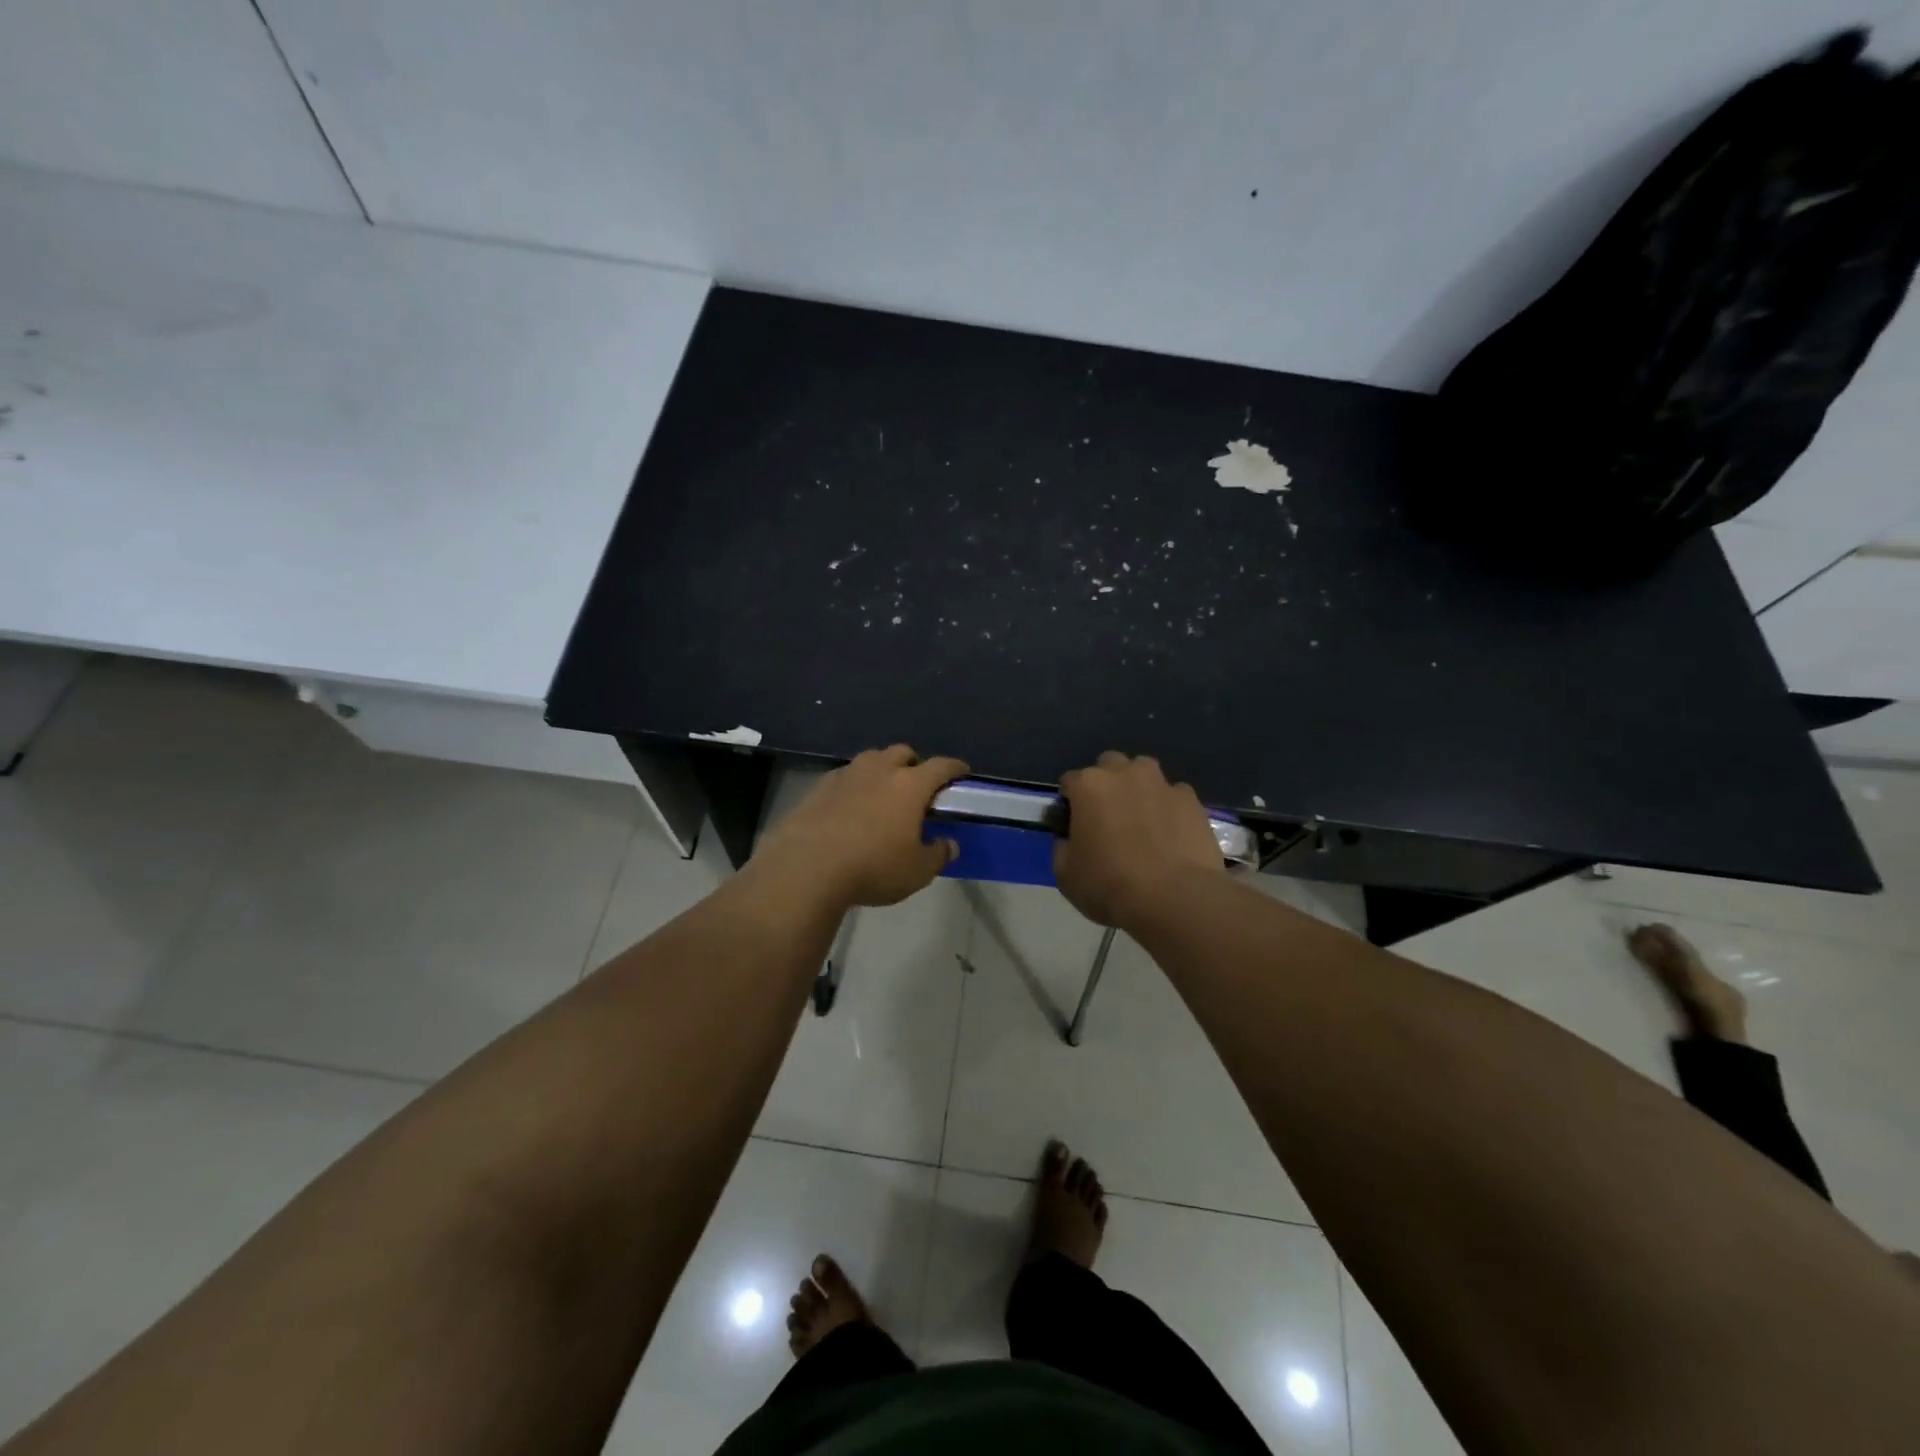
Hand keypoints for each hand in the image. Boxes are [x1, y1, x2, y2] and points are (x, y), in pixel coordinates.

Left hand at [755, 745, 968, 907]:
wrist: (806, 867)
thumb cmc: (872, 867)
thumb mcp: (916, 872)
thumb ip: (937, 855)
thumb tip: (949, 844)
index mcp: (910, 785)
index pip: (941, 766)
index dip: (955, 768)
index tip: (961, 772)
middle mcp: (879, 770)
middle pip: (903, 753)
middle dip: (914, 764)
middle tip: (917, 786)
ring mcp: (846, 774)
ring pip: (871, 759)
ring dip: (882, 769)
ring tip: (882, 793)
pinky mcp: (818, 786)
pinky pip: (845, 776)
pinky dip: (854, 785)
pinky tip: (850, 806)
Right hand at [1053, 752, 1223, 927]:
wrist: (1175, 899)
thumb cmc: (1110, 886)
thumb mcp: (1065, 874)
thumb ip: (1062, 846)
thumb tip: (1070, 838)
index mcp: (1088, 786)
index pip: (1069, 781)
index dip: (1069, 803)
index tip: (1072, 825)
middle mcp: (1124, 773)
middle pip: (1109, 765)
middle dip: (1105, 784)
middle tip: (1107, 818)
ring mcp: (1161, 783)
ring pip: (1143, 772)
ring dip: (1137, 787)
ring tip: (1141, 819)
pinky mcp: (1191, 799)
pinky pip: (1173, 795)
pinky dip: (1167, 807)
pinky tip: (1170, 833)